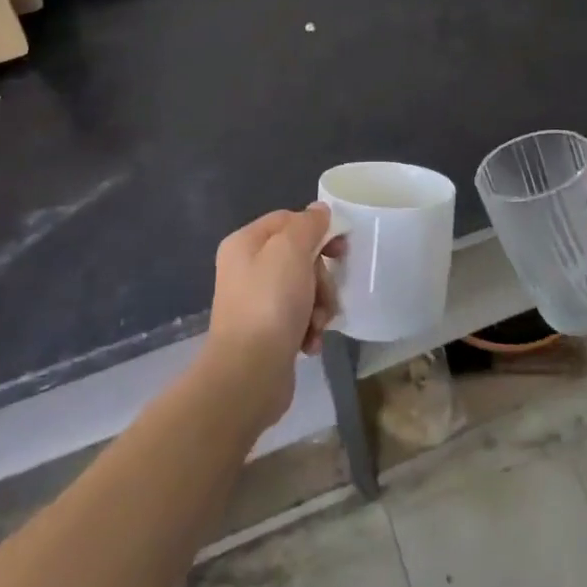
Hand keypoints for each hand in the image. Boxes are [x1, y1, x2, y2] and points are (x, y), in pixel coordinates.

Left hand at [204, 205, 343, 425]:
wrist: (248, 375)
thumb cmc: (270, 303)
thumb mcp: (291, 250)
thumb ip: (308, 224)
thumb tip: (318, 211)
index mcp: (245, 243)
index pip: (288, 220)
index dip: (317, 230)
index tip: (340, 247)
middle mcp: (246, 269)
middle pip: (299, 256)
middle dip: (320, 277)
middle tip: (324, 293)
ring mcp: (256, 302)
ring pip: (304, 289)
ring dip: (319, 305)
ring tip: (317, 324)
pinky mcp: (267, 333)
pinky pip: (298, 318)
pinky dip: (309, 329)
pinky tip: (309, 343)